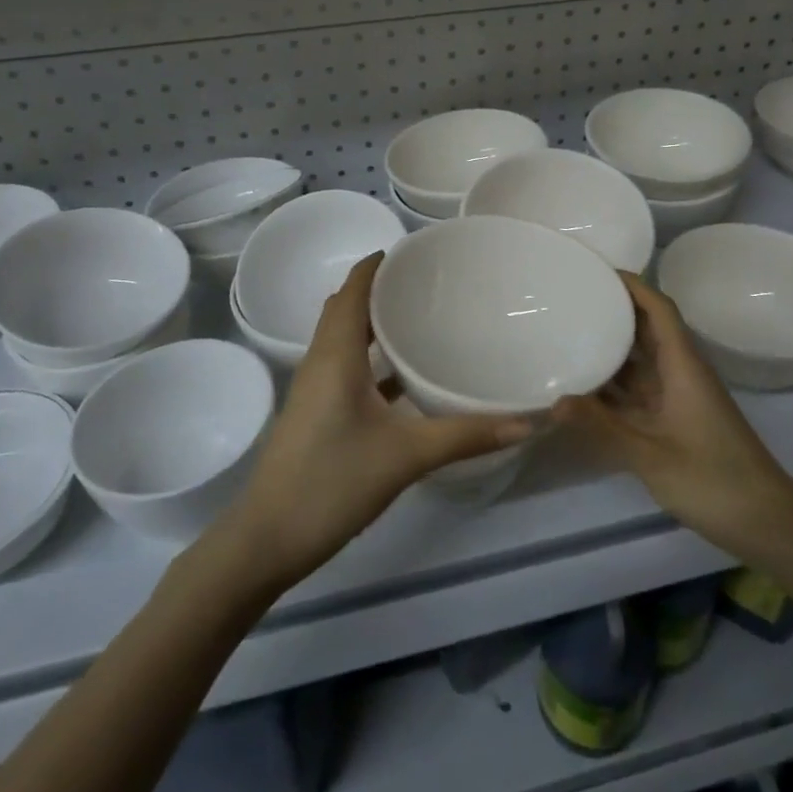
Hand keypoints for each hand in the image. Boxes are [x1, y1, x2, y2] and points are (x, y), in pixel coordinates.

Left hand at [214, 252, 534, 592]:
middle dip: (381, 289)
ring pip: (345, 339)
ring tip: (423, 318)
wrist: (267, 540)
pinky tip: (406, 377)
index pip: (353, 290)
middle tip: (430, 283)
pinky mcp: (318, 413)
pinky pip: (346, 368)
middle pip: (347, 308)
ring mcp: (316, 389)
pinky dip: (373, 359)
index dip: (377, 264)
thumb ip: (465, 436)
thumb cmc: (331, 482)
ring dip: (375, 324)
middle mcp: (321, 361)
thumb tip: (525, 422)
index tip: (417, 251)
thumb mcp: (405, 456)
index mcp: (335, 354)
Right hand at [553, 272, 792, 559]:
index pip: (660, 309)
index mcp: (683, 367)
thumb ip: (602, 426)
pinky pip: (640, 390)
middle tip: (571, 300)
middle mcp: (681, 374)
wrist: (766, 523)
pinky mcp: (676, 421)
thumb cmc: (713, 480)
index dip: (633, 285)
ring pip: (642, 361)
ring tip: (569, 333)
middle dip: (615, 311)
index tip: (597, 270)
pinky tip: (584, 386)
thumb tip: (553, 401)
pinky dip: (615, 384)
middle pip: (648, 329)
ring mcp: (679, 398)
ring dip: (612, 348)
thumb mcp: (651, 454)